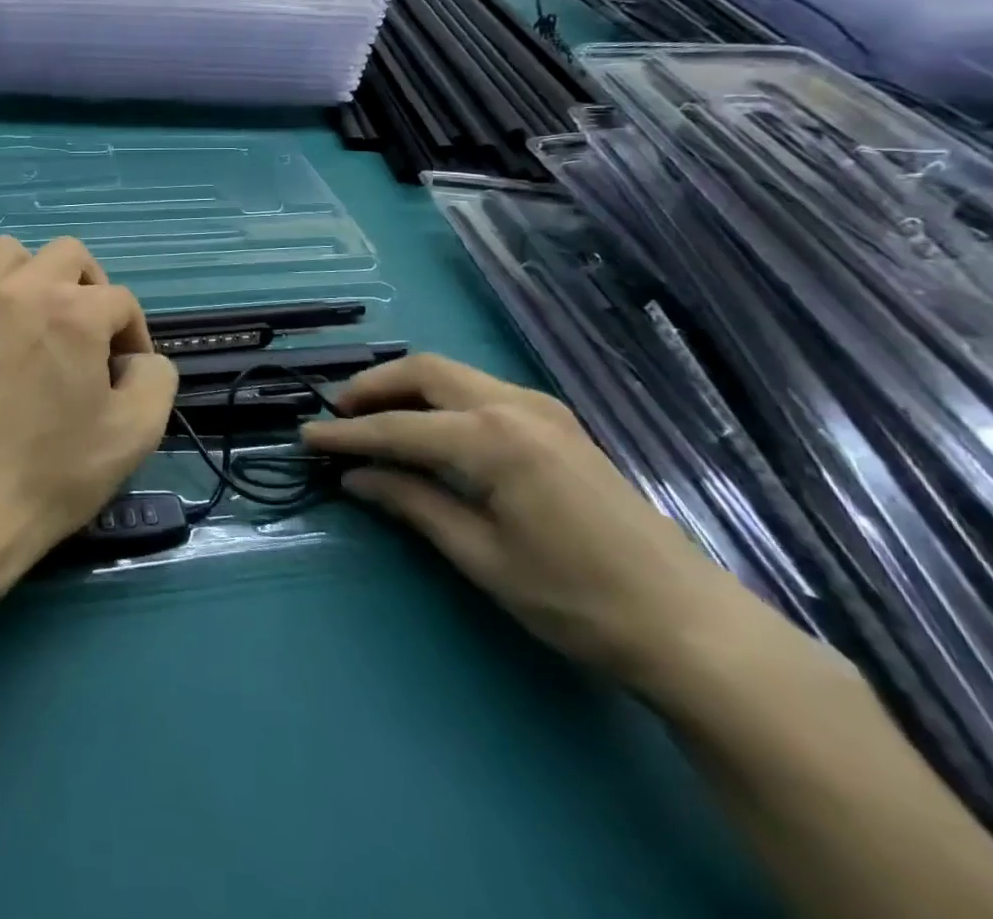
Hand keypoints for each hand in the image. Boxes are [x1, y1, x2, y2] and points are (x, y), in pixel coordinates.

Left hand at [0, 236, 179, 574]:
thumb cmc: (55, 471)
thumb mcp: (136, 432)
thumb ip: (155, 377)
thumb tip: (136, 358)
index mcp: (74, 311)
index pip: (121, 301)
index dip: (134, 336)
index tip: (125, 376)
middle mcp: (21, 290)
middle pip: (68, 254)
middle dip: (90, 288)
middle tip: (88, 334)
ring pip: (8, 254)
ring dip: (32, 278)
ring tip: (35, 322)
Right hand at [303, 354, 764, 694]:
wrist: (694, 629)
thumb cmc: (577, 600)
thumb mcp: (482, 556)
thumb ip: (413, 503)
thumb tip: (355, 477)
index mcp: (492, 438)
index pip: (397, 427)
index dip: (347, 433)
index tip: (305, 437)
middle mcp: (515, 406)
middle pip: (425, 371)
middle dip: (373, 387)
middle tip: (338, 414)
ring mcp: (543, 410)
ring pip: (454, 374)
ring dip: (406, 387)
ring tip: (373, 417)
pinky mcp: (559, 425)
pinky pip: (481, 390)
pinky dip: (441, 398)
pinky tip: (429, 427)